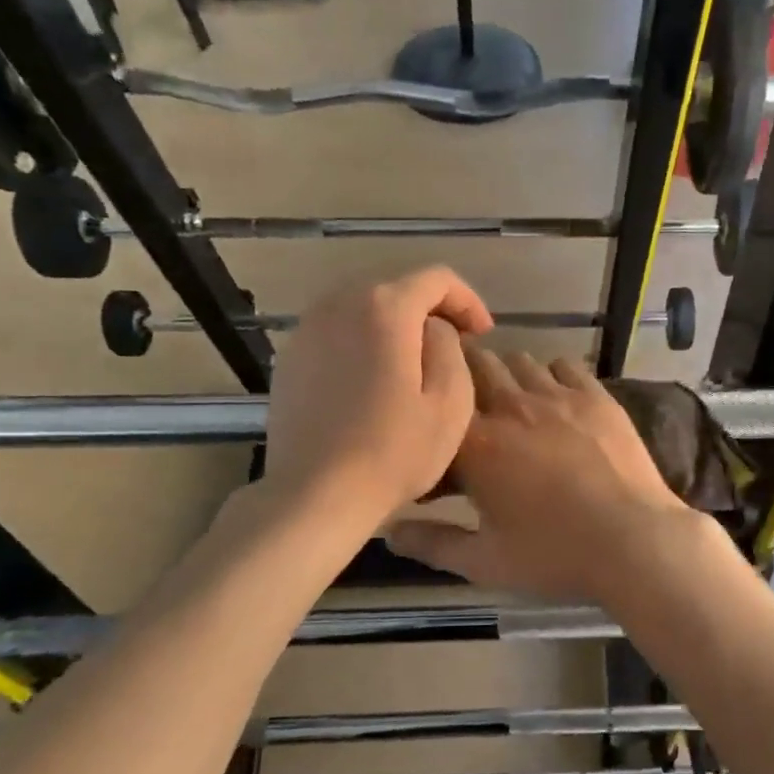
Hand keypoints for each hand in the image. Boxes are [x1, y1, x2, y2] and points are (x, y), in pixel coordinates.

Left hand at [258, 268, 492, 524]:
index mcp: (385, 308)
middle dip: (432, 310)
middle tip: (455, 346)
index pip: (436, 278)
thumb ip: (450, 347)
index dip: (468, 300)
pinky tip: (374, 380)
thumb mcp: (451, 401)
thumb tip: (433, 329)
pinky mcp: (290, 358)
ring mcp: (307, 329)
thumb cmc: (395, 451)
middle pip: (396, 287)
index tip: (484, 335)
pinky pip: (337, 332)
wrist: (316, 494)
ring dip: (396, 325)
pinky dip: (364, 342)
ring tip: (415, 361)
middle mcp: (339, 303)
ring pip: (363, 308)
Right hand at [387, 347, 705, 603]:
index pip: (436, 408)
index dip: (430, 421)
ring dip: (506, 375)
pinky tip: (555, 398)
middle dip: (463, 380)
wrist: (635, 542)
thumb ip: (433, 544)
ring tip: (511, 402)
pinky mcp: (595, 396)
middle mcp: (511, 407)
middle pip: (473, 365)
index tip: (434, 443)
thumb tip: (389, 533)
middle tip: (467, 406)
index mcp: (476, 445)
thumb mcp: (485, 562)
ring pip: (518, 361)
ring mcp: (557, 396)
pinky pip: (564, 365)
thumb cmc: (555, 555)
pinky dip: (551, 374)